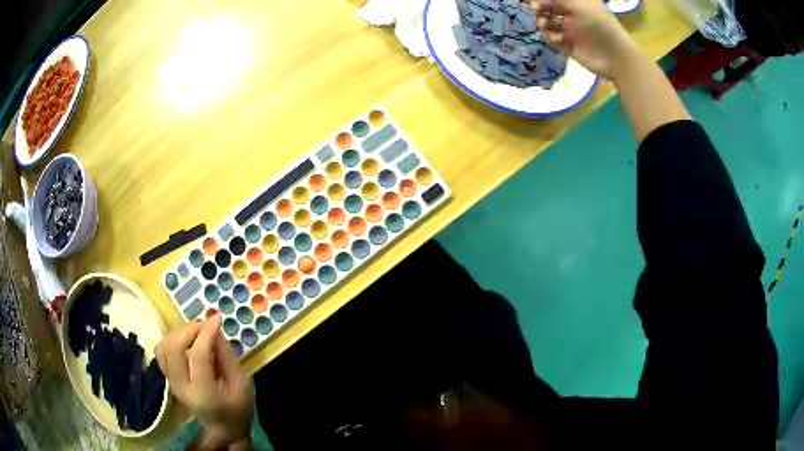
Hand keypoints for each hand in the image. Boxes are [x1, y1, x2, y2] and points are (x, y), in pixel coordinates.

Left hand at [156, 313, 253, 448]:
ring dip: (179, 333)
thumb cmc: (238, 407)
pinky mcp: (168, 377)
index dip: (206, 333)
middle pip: (173, 349)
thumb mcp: (242, 383)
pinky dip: (172, 339)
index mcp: (204, 393)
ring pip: (164, 347)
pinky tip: (187, 340)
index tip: (217, 318)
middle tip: (205, 325)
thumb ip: (227, 356)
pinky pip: (162, 351)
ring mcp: (171, 382)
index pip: (197, 357)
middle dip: (188, 330)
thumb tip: (214, 329)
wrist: (224, 427)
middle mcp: (181, 387)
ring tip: (197, 331)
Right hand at [530, 0, 640, 79]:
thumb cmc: (599, 24)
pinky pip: (554, 40)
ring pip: (549, 24)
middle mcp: (573, 15)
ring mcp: (571, 31)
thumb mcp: (578, 4)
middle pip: (549, 9)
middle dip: (540, 9)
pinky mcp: (570, 47)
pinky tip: (557, 38)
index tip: (536, 2)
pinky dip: (551, 38)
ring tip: (544, 26)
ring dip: (543, 23)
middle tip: (536, 11)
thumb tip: (539, 1)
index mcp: (577, 3)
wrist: (615, 55)